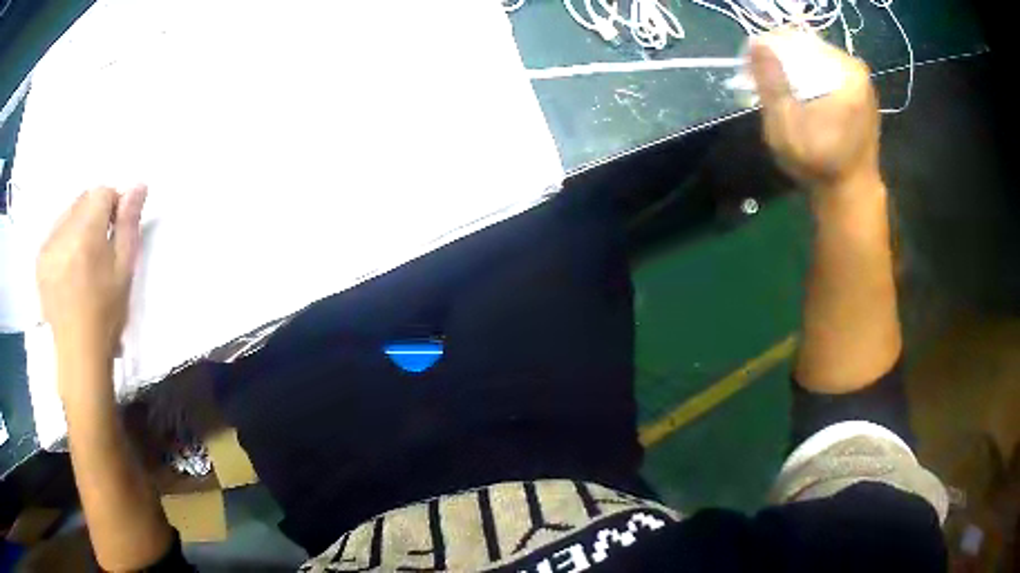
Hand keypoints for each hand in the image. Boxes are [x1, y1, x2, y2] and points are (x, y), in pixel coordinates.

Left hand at [37, 186, 146, 361]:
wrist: (79, 354)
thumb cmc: (106, 314)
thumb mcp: (125, 269)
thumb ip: (128, 223)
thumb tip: (138, 185)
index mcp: (86, 233)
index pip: (102, 192)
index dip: (113, 205)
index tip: (117, 229)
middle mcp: (63, 232)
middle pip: (83, 199)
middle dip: (94, 213)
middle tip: (101, 246)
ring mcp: (48, 245)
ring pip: (68, 214)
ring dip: (79, 225)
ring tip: (84, 260)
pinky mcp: (40, 258)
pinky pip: (55, 231)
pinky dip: (64, 239)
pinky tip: (69, 266)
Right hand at [749, 31, 880, 195]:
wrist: (850, 197)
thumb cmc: (820, 162)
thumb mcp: (786, 122)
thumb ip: (770, 80)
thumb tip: (756, 42)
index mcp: (846, 71)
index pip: (798, 41)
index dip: (772, 51)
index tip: (755, 71)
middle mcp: (856, 72)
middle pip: (808, 52)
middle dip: (783, 65)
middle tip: (765, 86)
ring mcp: (859, 85)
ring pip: (816, 65)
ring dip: (795, 76)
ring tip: (781, 97)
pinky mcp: (858, 99)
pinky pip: (826, 79)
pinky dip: (809, 86)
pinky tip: (799, 104)